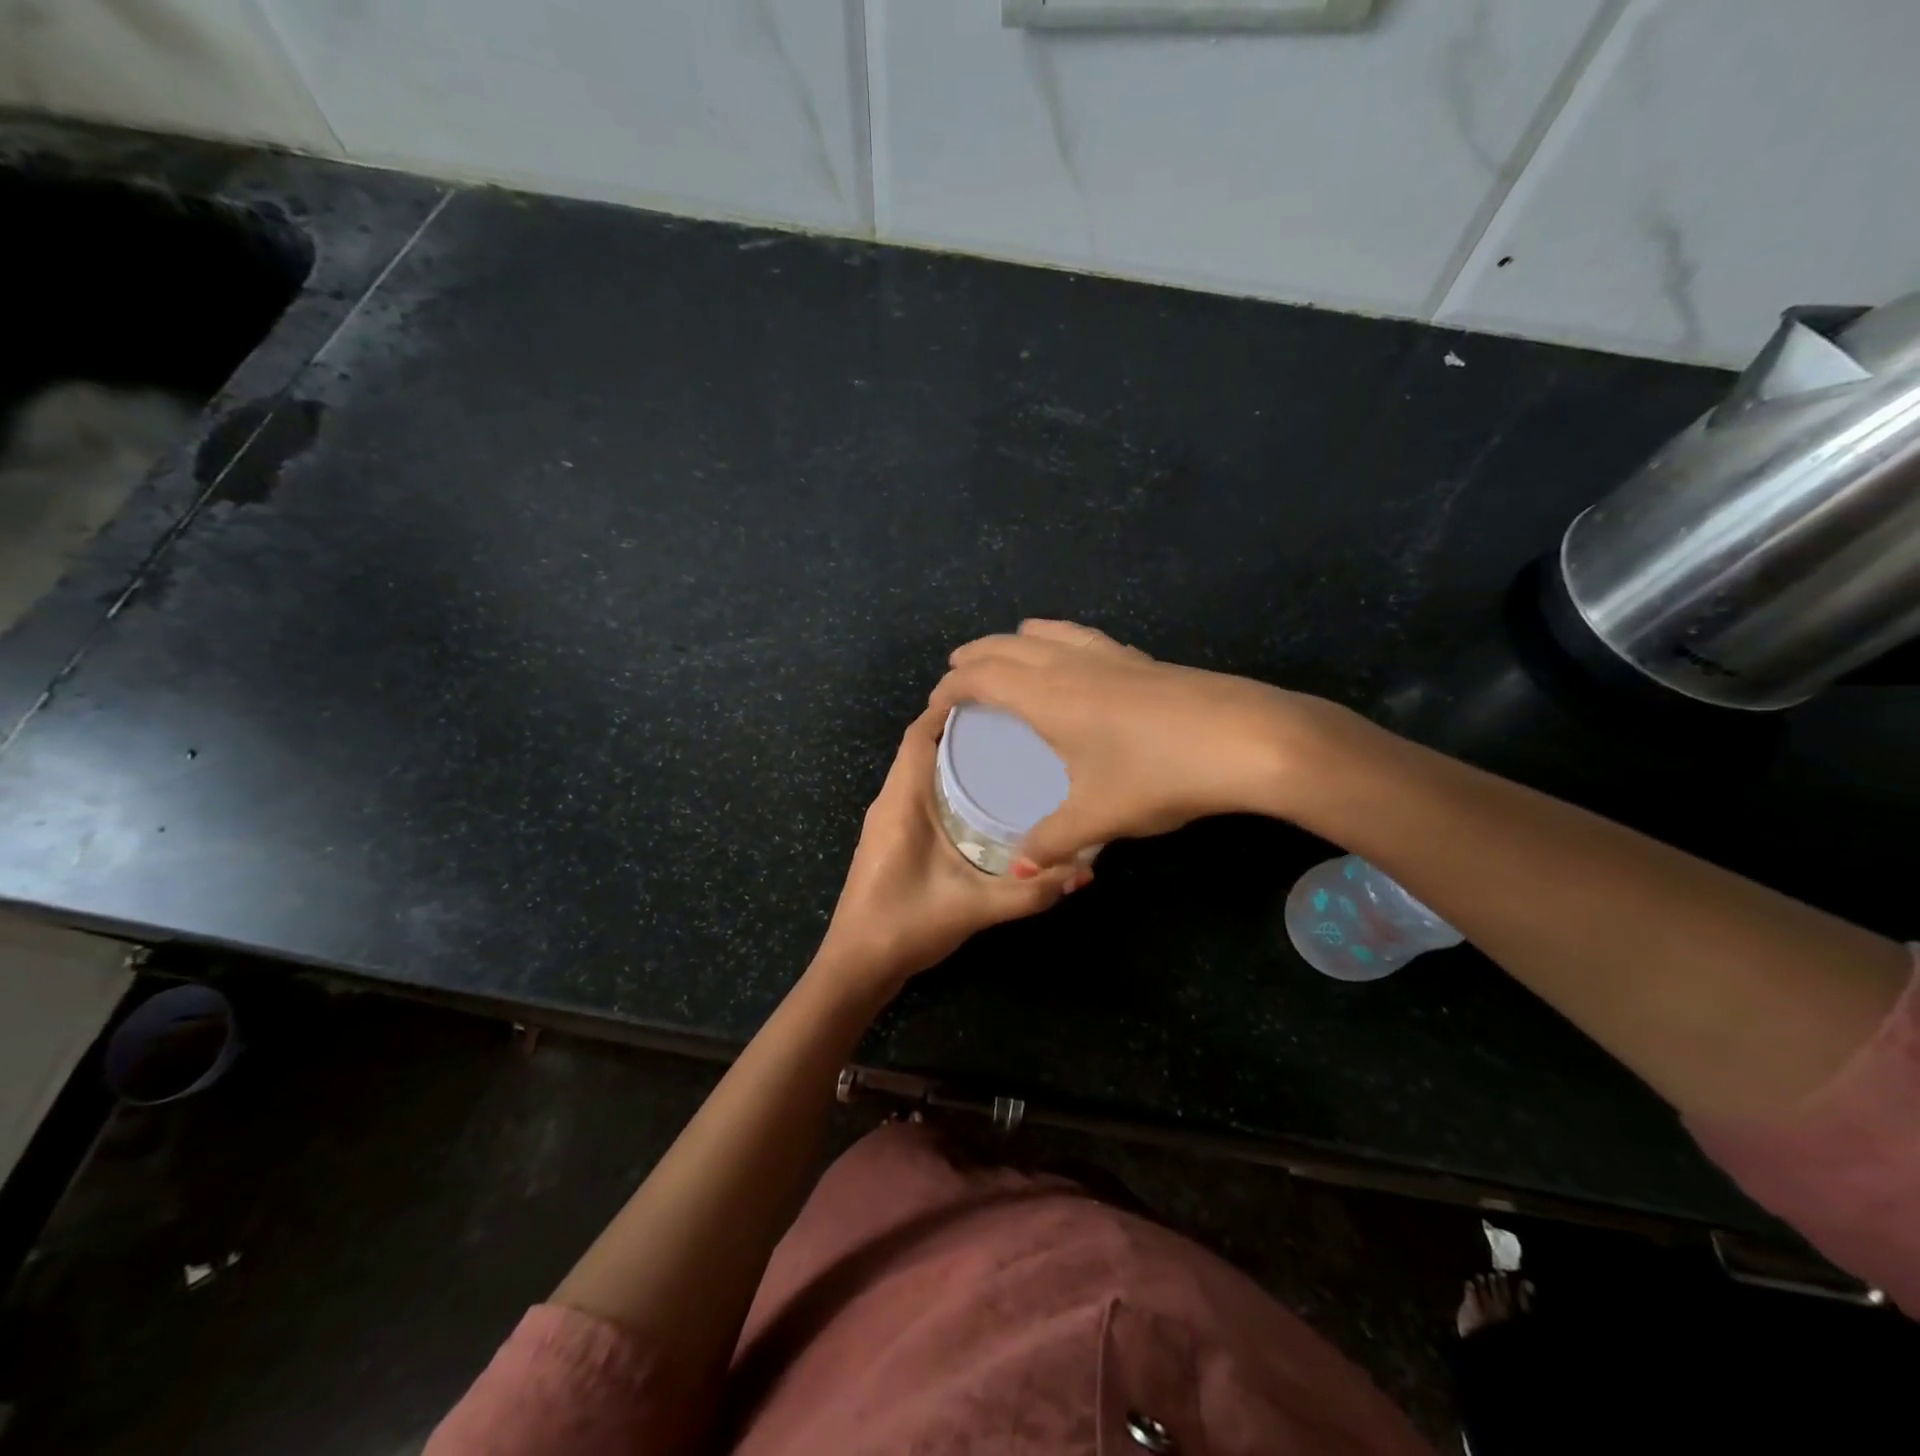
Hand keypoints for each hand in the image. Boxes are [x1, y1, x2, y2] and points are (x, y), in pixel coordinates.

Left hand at [815, 705, 1085, 994]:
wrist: (855, 968)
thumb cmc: (905, 926)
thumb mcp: (975, 907)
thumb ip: (1029, 891)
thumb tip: (1083, 871)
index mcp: (901, 801)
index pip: (919, 734)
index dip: (950, 708)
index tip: (994, 696)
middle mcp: (889, 801)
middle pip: (922, 746)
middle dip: (962, 729)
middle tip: (1014, 724)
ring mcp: (886, 820)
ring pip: (919, 769)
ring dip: (953, 756)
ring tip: (1004, 752)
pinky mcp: (891, 838)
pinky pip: (918, 792)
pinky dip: (946, 782)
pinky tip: (981, 799)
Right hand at [930, 620, 1338, 870]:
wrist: (1247, 739)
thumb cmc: (1159, 774)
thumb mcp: (1098, 816)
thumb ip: (1051, 842)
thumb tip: (1019, 873)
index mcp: (1047, 696)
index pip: (980, 677)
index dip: (950, 687)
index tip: (934, 706)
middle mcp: (1070, 666)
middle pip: (1006, 647)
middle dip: (974, 656)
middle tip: (955, 671)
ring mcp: (1110, 657)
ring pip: (1048, 634)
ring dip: (1015, 641)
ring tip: (1006, 650)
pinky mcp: (1142, 661)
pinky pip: (1082, 639)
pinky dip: (1058, 639)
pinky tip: (1073, 654)